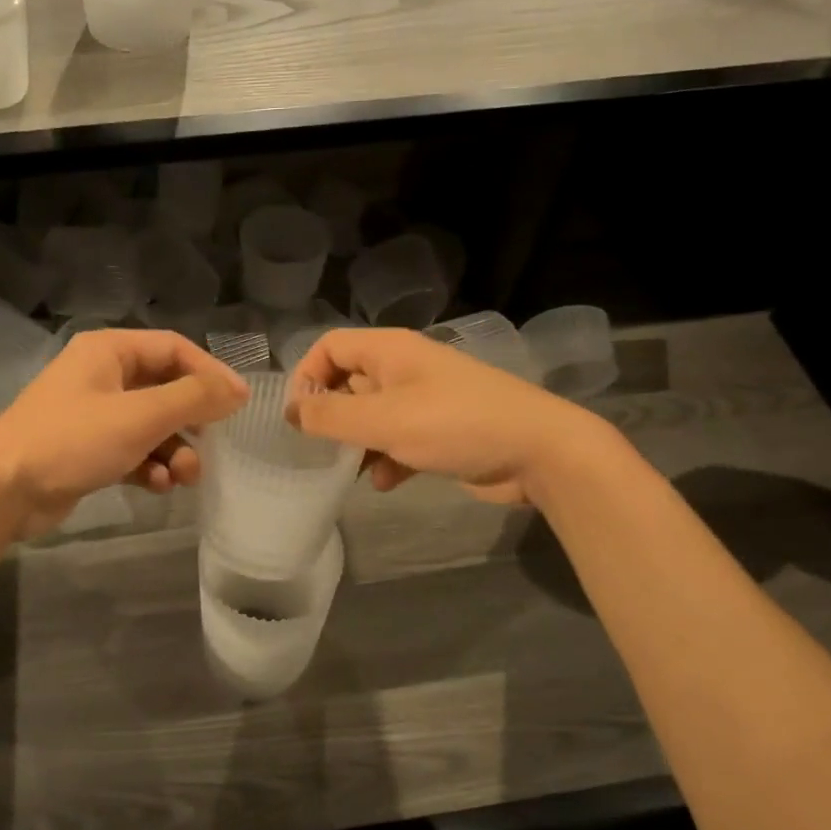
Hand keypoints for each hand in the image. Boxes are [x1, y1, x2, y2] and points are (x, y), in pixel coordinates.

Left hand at [0, 329, 247, 534]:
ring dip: (174, 450)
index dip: (211, 373)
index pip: (174, 349)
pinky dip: (149, 465)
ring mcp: (93, 414)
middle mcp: (102, 375)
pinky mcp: (88, 449)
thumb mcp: (140, 416)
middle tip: (213, 446)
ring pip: (151, 425)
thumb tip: (237, 390)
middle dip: (191, 421)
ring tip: (184, 476)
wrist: (1, 491)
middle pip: (165, 389)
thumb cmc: (72, 440)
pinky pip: (133, 450)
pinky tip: (156, 486)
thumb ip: (193, 399)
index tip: (239, 403)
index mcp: (109, 351)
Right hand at [286, 328, 572, 505]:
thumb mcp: (384, 420)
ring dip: (357, 442)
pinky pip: (399, 440)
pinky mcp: (441, 432)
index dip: (307, 376)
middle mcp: (405, 369)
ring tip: (347, 470)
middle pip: (349, 382)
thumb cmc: (454, 425)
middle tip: (318, 447)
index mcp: (390, 351)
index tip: (298, 416)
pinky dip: (387, 459)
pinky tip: (386, 482)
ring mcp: (425, 400)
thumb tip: (291, 412)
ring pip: (373, 416)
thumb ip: (331, 417)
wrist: (539, 451)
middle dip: (331, 415)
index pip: (330, 346)